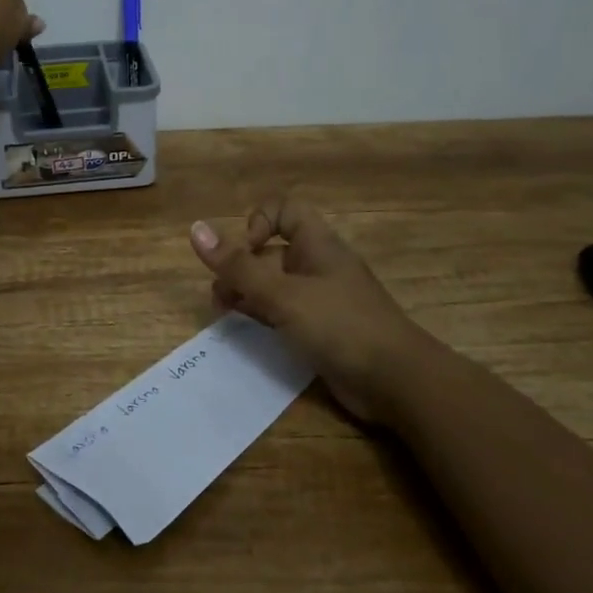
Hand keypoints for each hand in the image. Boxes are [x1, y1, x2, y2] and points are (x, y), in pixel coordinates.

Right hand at [190, 197, 424, 424]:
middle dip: (241, 268)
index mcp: (317, 245)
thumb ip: (238, 267)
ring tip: (224, 315)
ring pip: (275, 285)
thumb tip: (196, 229)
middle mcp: (318, 266)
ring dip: (247, 294)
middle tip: (219, 298)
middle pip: (271, 252)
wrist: (397, 381)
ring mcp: (322, 299)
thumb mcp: (283, 295)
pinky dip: (264, 316)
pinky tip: (248, 331)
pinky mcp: (323, 329)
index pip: (283, 210)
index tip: (245, 253)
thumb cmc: (340, 326)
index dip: (257, 222)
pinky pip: (285, 312)